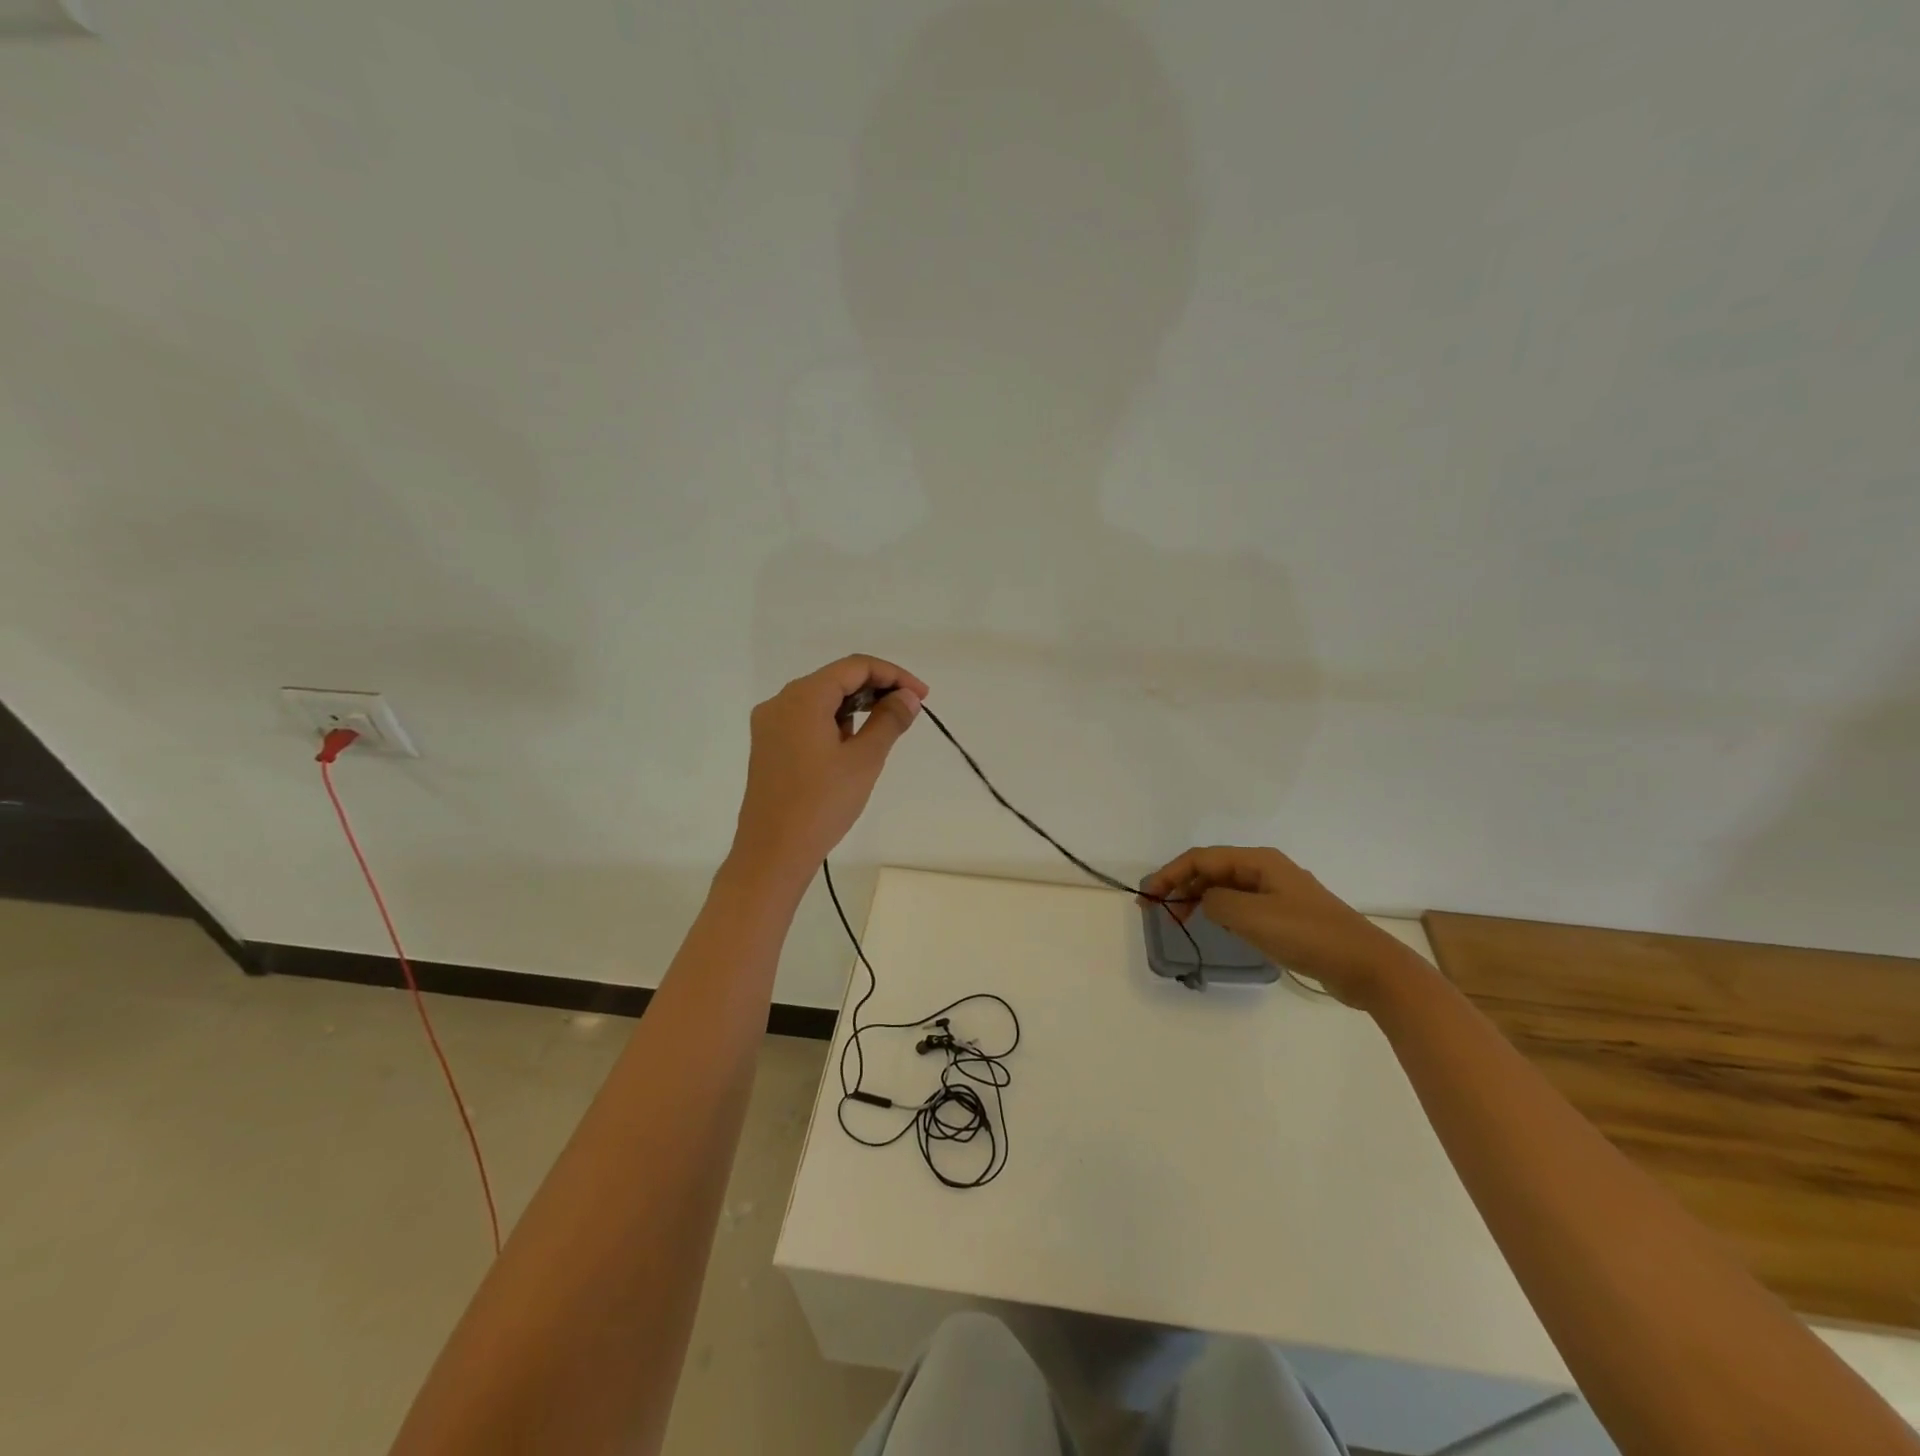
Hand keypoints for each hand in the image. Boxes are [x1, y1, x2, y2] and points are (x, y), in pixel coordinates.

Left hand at [726, 655, 927, 891]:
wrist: (772, 853)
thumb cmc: (821, 803)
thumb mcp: (864, 760)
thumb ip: (889, 720)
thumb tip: (907, 697)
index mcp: (803, 697)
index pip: (855, 667)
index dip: (893, 675)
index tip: (922, 697)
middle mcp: (781, 702)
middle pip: (836, 679)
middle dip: (876, 689)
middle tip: (909, 711)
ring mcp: (770, 725)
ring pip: (821, 700)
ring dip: (856, 707)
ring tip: (885, 730)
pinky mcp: (768, 746)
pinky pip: (807, 720)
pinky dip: (835, 723)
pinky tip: (853, 745)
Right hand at [1142, 846, 1423, 1008]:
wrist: (1365, 966)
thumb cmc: (1306, 934)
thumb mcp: (1251, 916)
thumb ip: (1217, 902)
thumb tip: (1206, 900)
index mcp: (1259, 861)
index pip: (1202, 859)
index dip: (1170, 874)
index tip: (1148, 896)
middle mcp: (1267, 870)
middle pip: (1213, 870)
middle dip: (1182, 885)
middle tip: (1158, 910)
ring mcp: (1279, 893)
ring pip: (1227, 888)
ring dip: (1199, 898)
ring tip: (1180, 919)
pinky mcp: (1287, 916)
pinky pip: (1243, 905)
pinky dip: (1221, 911)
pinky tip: (1215, 927)